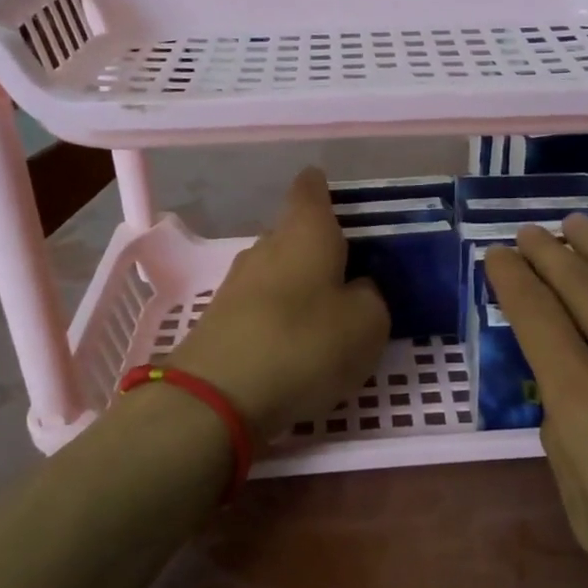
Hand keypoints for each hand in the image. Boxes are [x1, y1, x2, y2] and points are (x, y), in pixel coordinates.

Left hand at [169, 168, 388, 439]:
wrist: (217, 397)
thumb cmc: (305, 344)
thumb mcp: (367, 324)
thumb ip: (370, 297)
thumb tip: (357, 289)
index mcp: (305, 232)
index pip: (311, 189)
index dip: (324, 189)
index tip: (341, 202)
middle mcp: (266, 247)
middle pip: (294, 233)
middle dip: (320, 248)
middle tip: (352, 273)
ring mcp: (237, 283)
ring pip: (277, 271)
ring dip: (300, 286)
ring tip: (328, 314)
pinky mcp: (220, 320)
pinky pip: (261, 306)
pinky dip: (281, 317)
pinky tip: (297, 345)